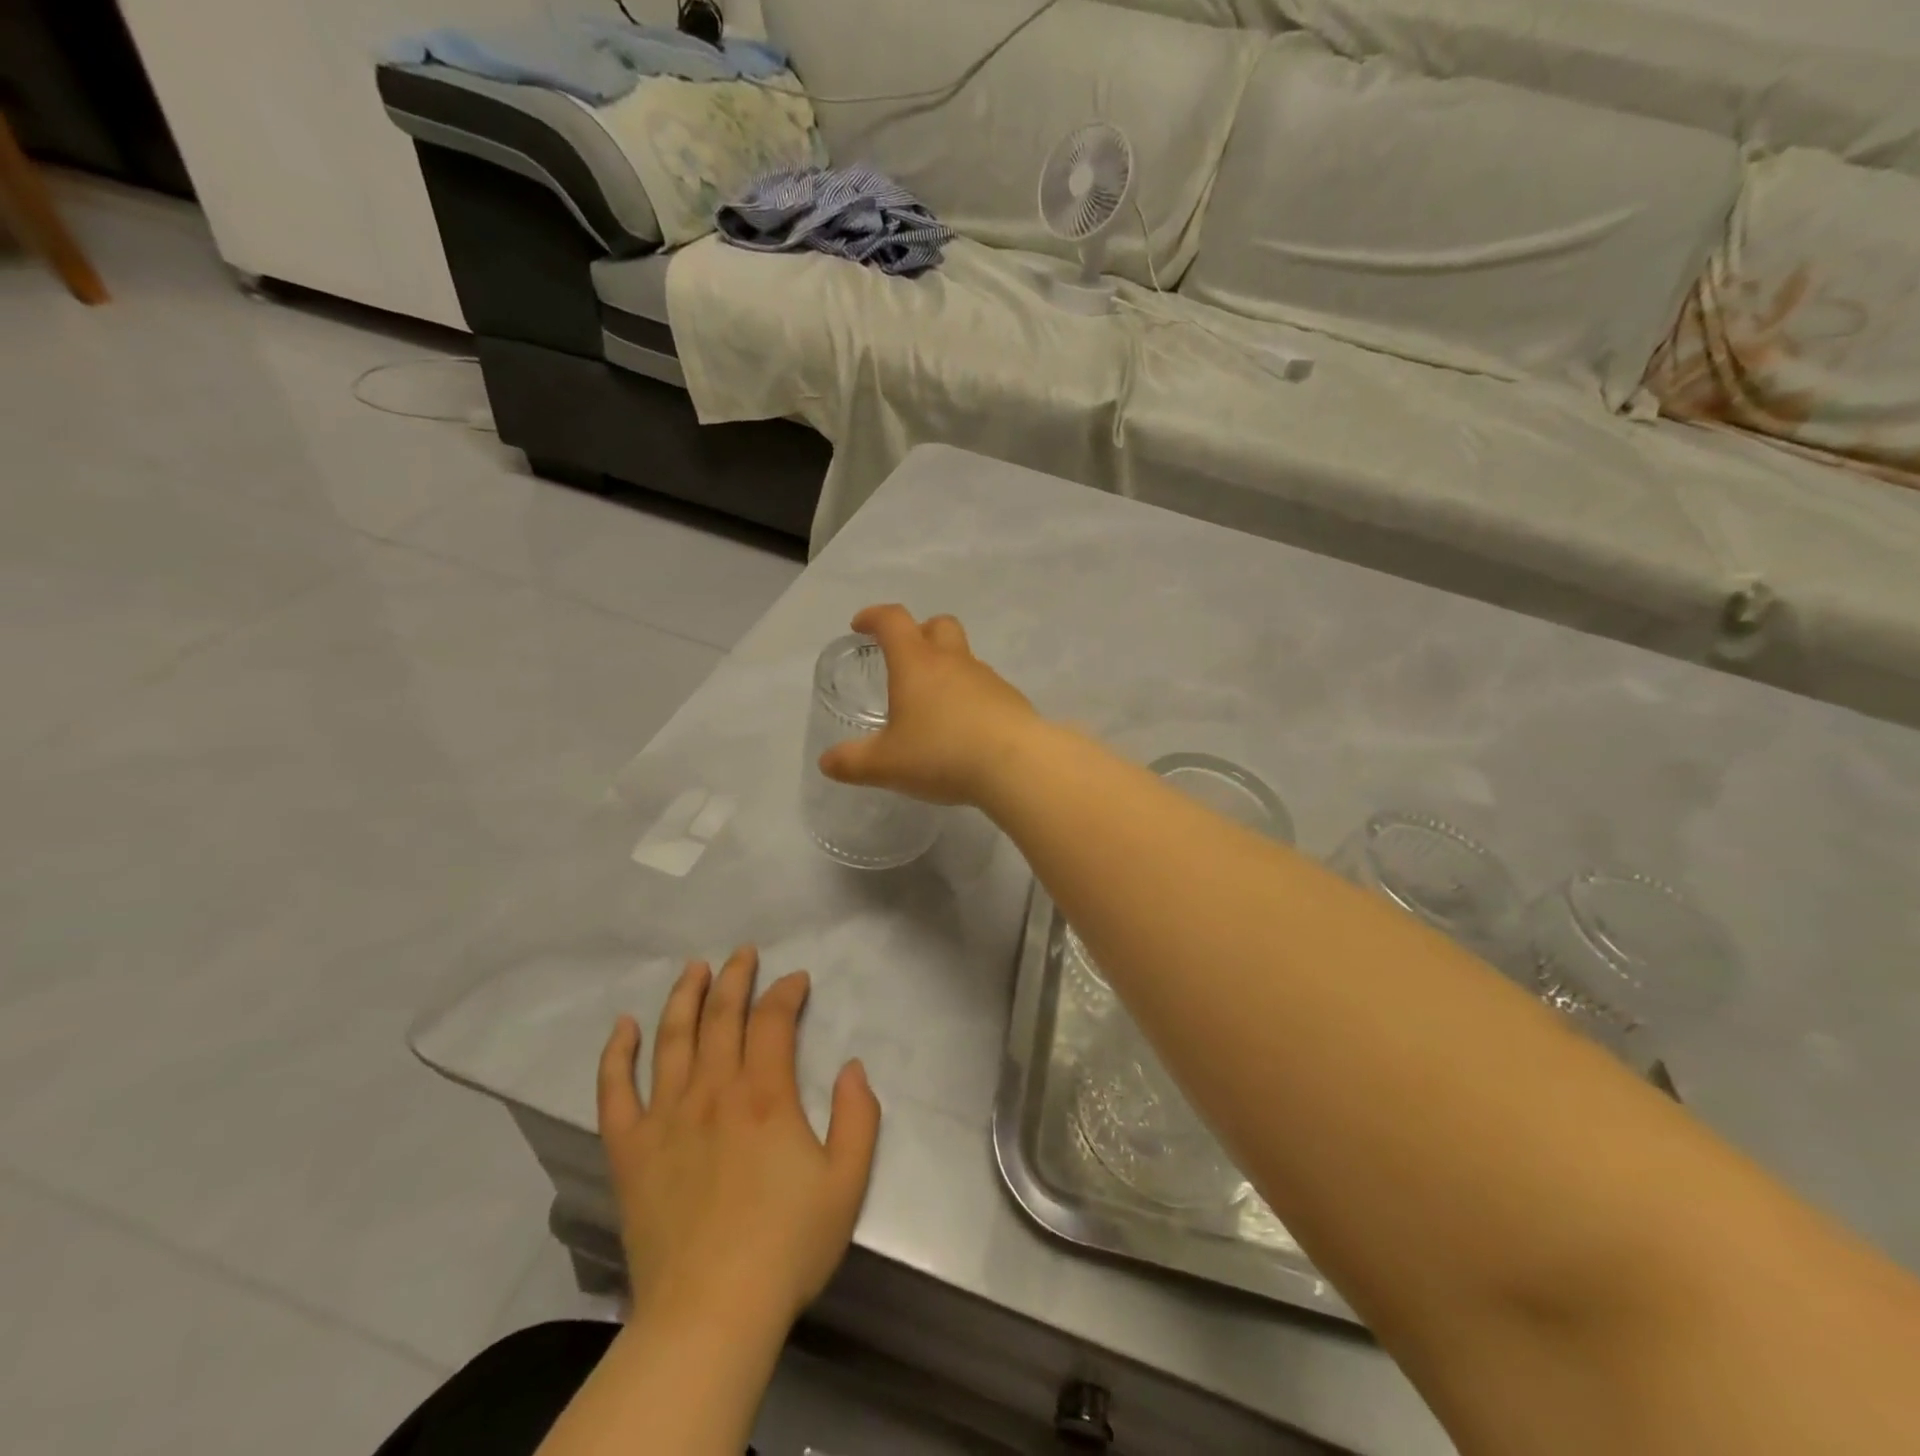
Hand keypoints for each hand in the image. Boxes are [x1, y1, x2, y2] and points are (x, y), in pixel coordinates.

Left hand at [596, 946, 880, 1337]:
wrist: (710, 1314)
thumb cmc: (786, 1247)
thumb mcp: (847, 1183)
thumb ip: (858, 1117)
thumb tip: (851, 1067)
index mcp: (765, 1095)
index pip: (773, 1020)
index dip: (786, 991)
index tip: (796, 980)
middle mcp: (713, 1091)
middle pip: (722, 1016)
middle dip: (735, 978)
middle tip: (743, 954)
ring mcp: (665, 1117)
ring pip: (672, 1038)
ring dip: (684, 997)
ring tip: (694, 969)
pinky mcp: (630, 1149)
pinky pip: (615, 1090)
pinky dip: (616, 1054)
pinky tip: (622, 1026)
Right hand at [817, 604, 1038, 804]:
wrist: (1016, 765)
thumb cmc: (941, 754)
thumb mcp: (886, 765)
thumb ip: (852, 763)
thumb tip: (827, 762)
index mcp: (916, 664)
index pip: (892, 621)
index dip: (873, 617)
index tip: (861, 625)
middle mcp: (953, 662)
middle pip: (938, 625)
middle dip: (919, 632)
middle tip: (905, 658)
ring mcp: (987, 678)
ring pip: (964, 658)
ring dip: (947, 669)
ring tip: (934, 706)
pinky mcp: (1011, 700)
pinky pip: (985, 688)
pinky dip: (970, 698)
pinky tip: (965, 730)